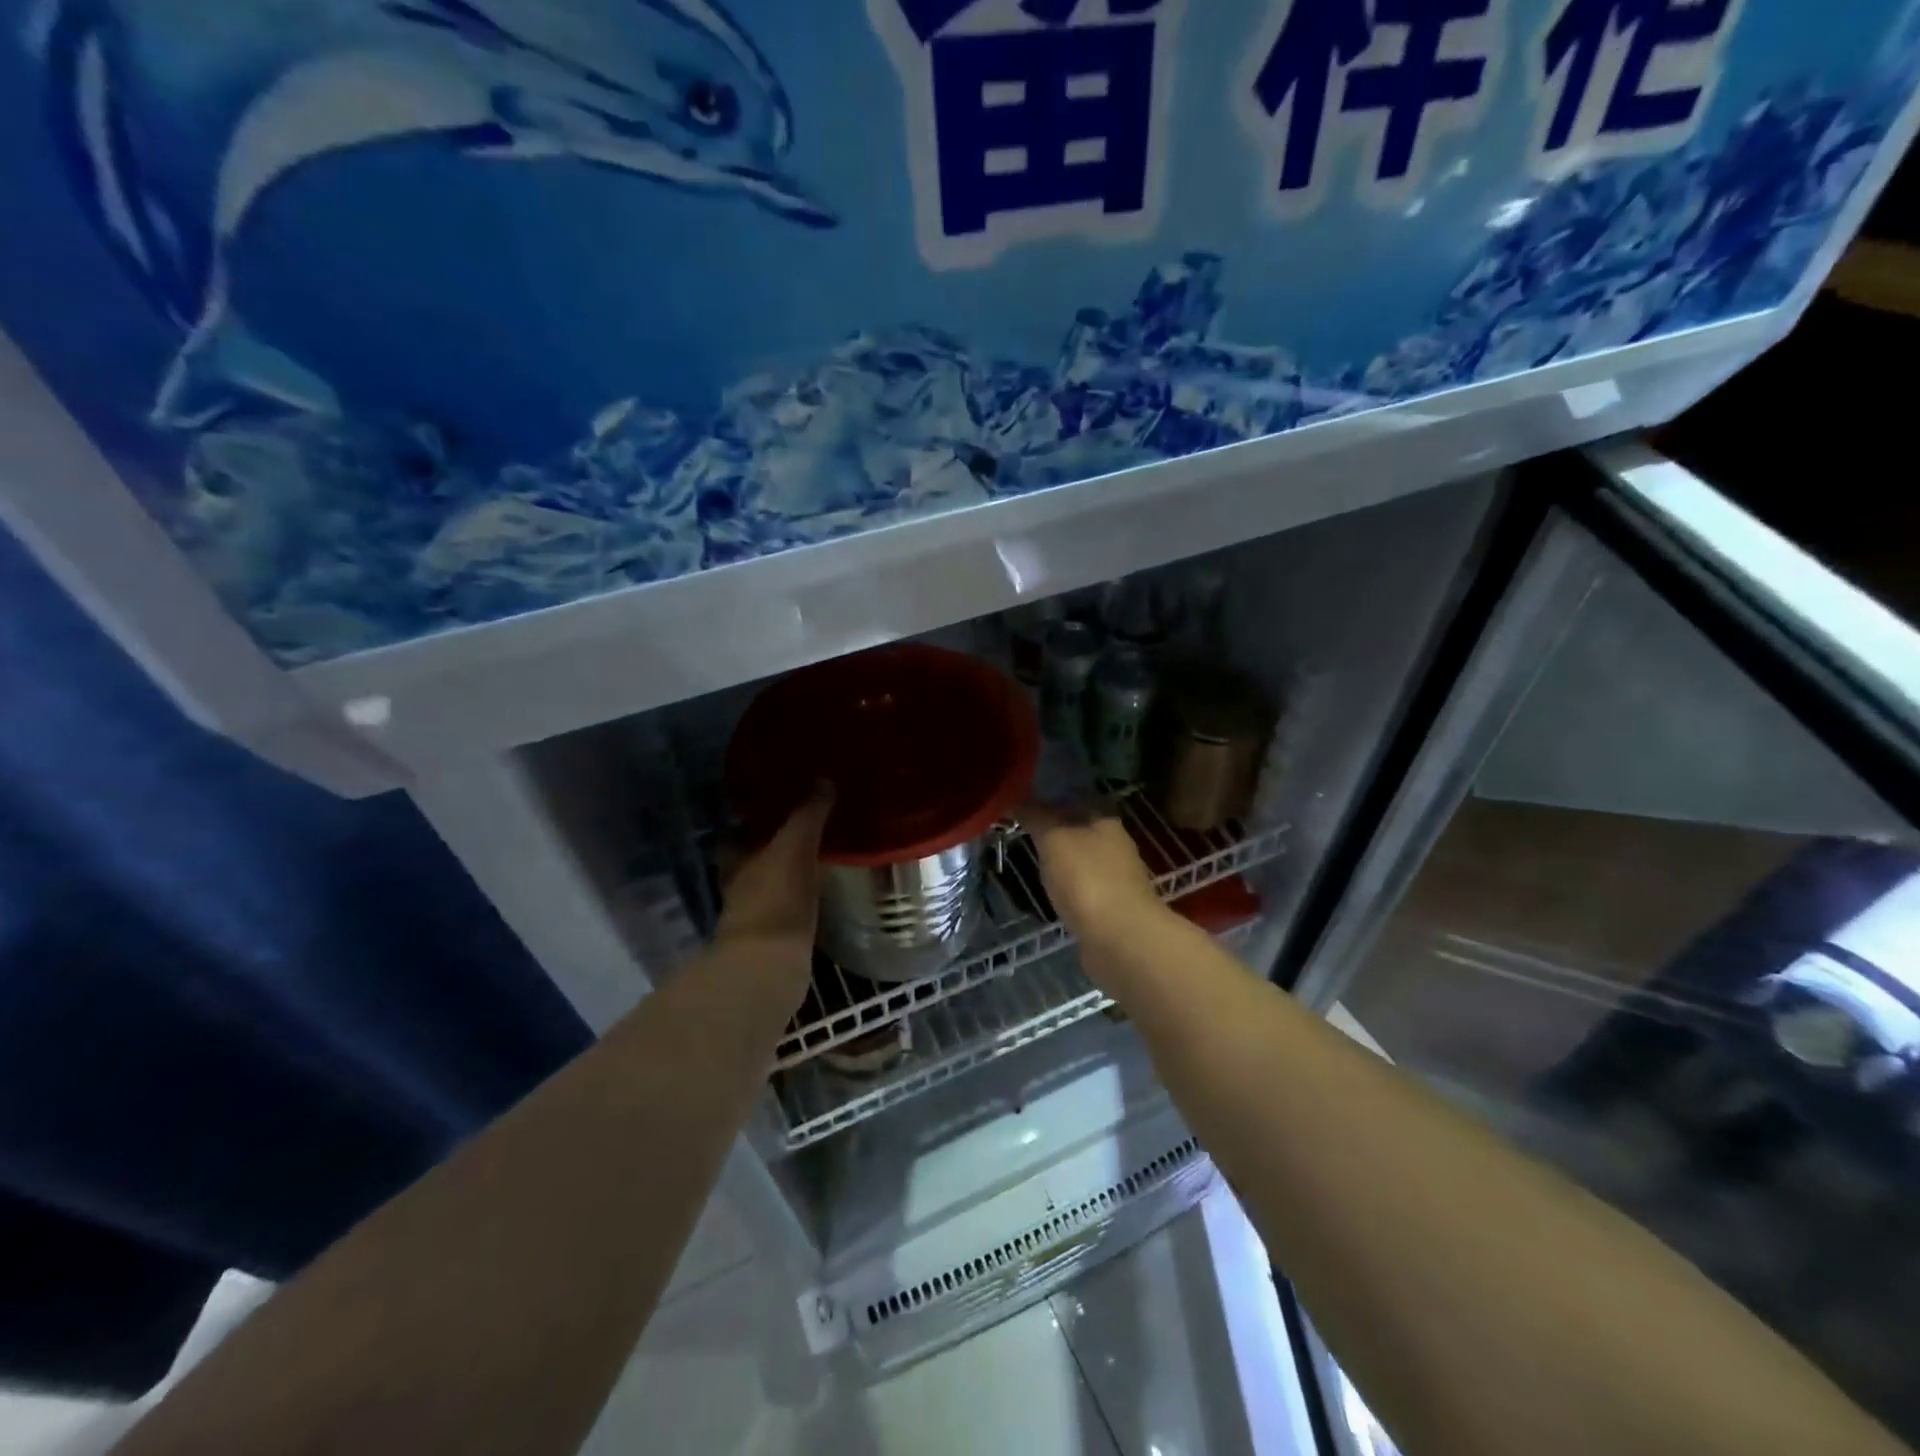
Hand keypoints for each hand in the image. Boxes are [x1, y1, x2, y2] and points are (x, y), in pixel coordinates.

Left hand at [716, 787, 832, 967]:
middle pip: (750, 862)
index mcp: (736, 861)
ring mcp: (755, 917)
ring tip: (816, 860)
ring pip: (768, 887)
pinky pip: (786, 911)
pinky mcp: (775, 941)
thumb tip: (823, 780)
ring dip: (785, 877)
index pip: (733, 835)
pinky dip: (798, 902)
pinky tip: (819, 895)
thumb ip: (808, 814)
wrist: (770, 966)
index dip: (747, 823)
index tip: (770, 809)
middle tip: (800, 832)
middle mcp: (739, 887)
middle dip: (769, 849)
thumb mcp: (794, 846)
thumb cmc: (775, 898)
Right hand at [1022, 801, 1163, 949]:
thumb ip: (1036, 817)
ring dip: (1060, 861)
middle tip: (1020, 831)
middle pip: (1079, 829)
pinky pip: (1083, 889)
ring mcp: (1116, 879)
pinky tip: (1049, 892)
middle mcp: (1116, 845)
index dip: (1048, 799)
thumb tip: (1017, 800)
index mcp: (1106, 821)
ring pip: (1081, 860)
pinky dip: (1067, 888)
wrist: (1120, 940)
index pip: (1074, 799)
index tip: (1020, 803)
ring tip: (1030, 860)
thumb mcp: (1054, 839)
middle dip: (1053, 830)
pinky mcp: (1111, 908)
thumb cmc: (1086, 879)